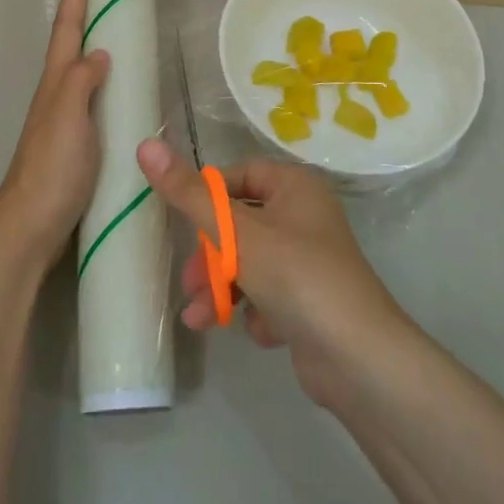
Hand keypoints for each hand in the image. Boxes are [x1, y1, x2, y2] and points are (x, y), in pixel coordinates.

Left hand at [0, 0, 109, 271]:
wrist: (30, 226)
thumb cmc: (51, 168)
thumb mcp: (68, 118)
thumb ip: (81, 81)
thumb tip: (99, 52)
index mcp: (55, 84)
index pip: (66, 31)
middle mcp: (56, 96)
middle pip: (69, 45)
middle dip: (82, 14)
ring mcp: (63, 120)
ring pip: (78, 72)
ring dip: (91, 45)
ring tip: (112, 29)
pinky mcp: (74, 144)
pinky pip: (90, 99)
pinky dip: (102, 82)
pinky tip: (117, 91)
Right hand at [137, 140, 412, 406]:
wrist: (358, 358)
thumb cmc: (295, 276)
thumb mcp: (235, 232)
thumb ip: (188, 193)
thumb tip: (145, 144)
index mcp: (295, 186)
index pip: (239, 175)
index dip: (208, 197)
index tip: (183, 222)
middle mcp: (305, 217)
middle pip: (240, 224)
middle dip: (210, 256)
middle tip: (188, 282)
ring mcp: (310, 261)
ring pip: (250, 264)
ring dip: (223, 289)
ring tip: (201, 318)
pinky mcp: (311, 302)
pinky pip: (270, 295)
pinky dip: (257, 312)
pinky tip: (263, 332)